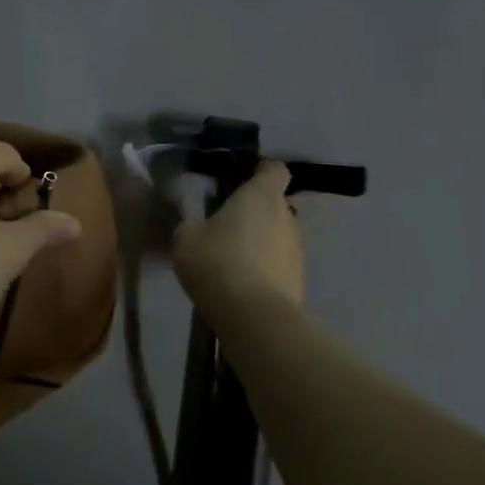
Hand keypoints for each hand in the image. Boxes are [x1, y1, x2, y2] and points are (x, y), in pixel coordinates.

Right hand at [172, 161, 304, 308]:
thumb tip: (194, 227)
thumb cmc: (217, 262)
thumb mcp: (185, 239)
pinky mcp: (299, 280)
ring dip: (260, 243)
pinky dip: (265, 269)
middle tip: (226, 227)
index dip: (261, 172)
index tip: (242, 180)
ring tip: (232, 261)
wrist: (253, 315)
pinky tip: (242, 285)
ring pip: (278, 236)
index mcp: (260, 196)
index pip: (274, 170)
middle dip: (255, 212)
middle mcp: (286, 217)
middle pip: (275, 205)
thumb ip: (191, 226)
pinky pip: (279, 265)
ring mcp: (297, 250)